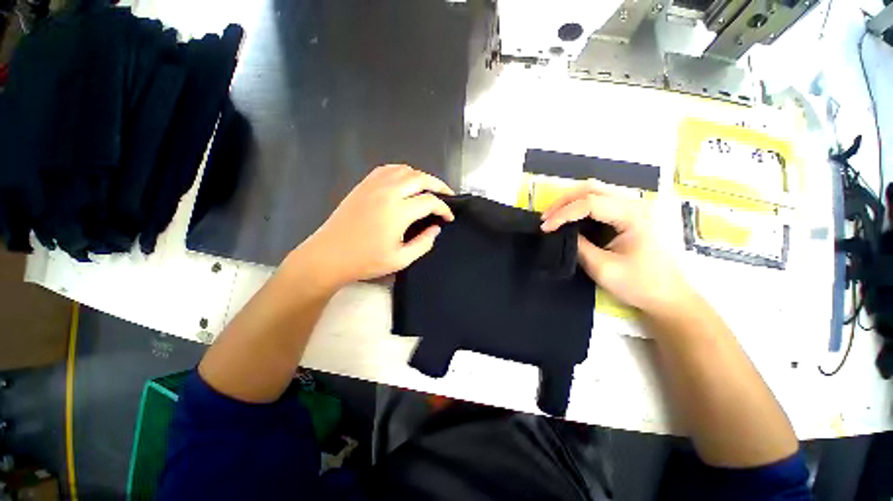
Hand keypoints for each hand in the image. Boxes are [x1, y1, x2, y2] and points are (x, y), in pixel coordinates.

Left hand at [293, 165, 454, 288]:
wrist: (329, 256)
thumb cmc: (365, 261)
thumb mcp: (401, 259)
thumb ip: (423, 243)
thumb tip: (436, 229)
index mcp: (398, 212)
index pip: (430, 201)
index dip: (444, 208)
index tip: (448, 218)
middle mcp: (388, 192)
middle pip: (420, 178)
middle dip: (438, 185)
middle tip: (447, 196)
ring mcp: (373, 186)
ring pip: (404, 170)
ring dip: (421, 177)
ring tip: (428, 189)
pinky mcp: (363, 185)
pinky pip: (387, 170)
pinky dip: (402, 172)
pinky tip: (405, 182)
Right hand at [540, 180, 693, 316]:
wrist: (669, 297)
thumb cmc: (640, 284)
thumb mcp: (603, 268)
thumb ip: (579, 246)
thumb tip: (561, 233)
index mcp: (633, 215)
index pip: (590, 203)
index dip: (563, 214)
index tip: (545, 228)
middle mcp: (636, 204)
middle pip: (593, 188)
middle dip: (564, 201)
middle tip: (546, 218)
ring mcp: (636, 207)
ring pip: (597, 191)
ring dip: (571, 201)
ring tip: (554, 216)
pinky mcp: (632, 214)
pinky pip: (602, 201)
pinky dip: (582, 206)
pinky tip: (572, 217)